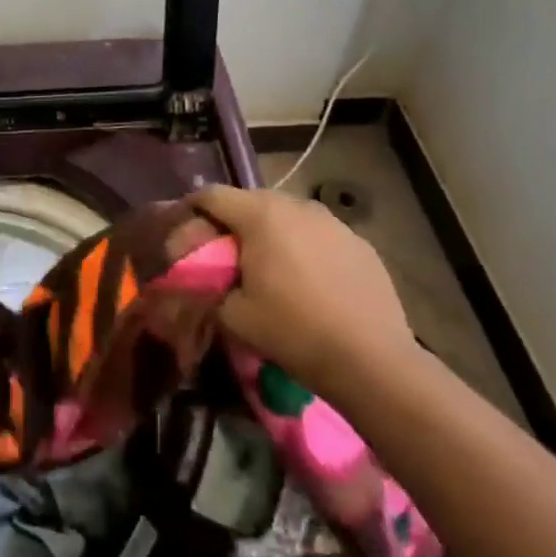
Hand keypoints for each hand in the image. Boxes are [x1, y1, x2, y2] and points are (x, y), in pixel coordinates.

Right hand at [193, 185, 414, 385]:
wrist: (373, 361)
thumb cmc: (294, 331)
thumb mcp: (233, 316)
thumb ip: (207, 287)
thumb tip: (201, 279)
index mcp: (261, 215)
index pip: (212, 195)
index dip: (191, 210)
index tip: (182, 233)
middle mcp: (297, 205)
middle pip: (250, 201)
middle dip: (231, 223)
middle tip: (222, 255)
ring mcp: (333, 222)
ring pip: (287, 216)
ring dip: (269, 234)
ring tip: (267, 268)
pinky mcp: (359, 243)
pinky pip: (317, 235)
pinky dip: (302, 248)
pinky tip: (307, 282)